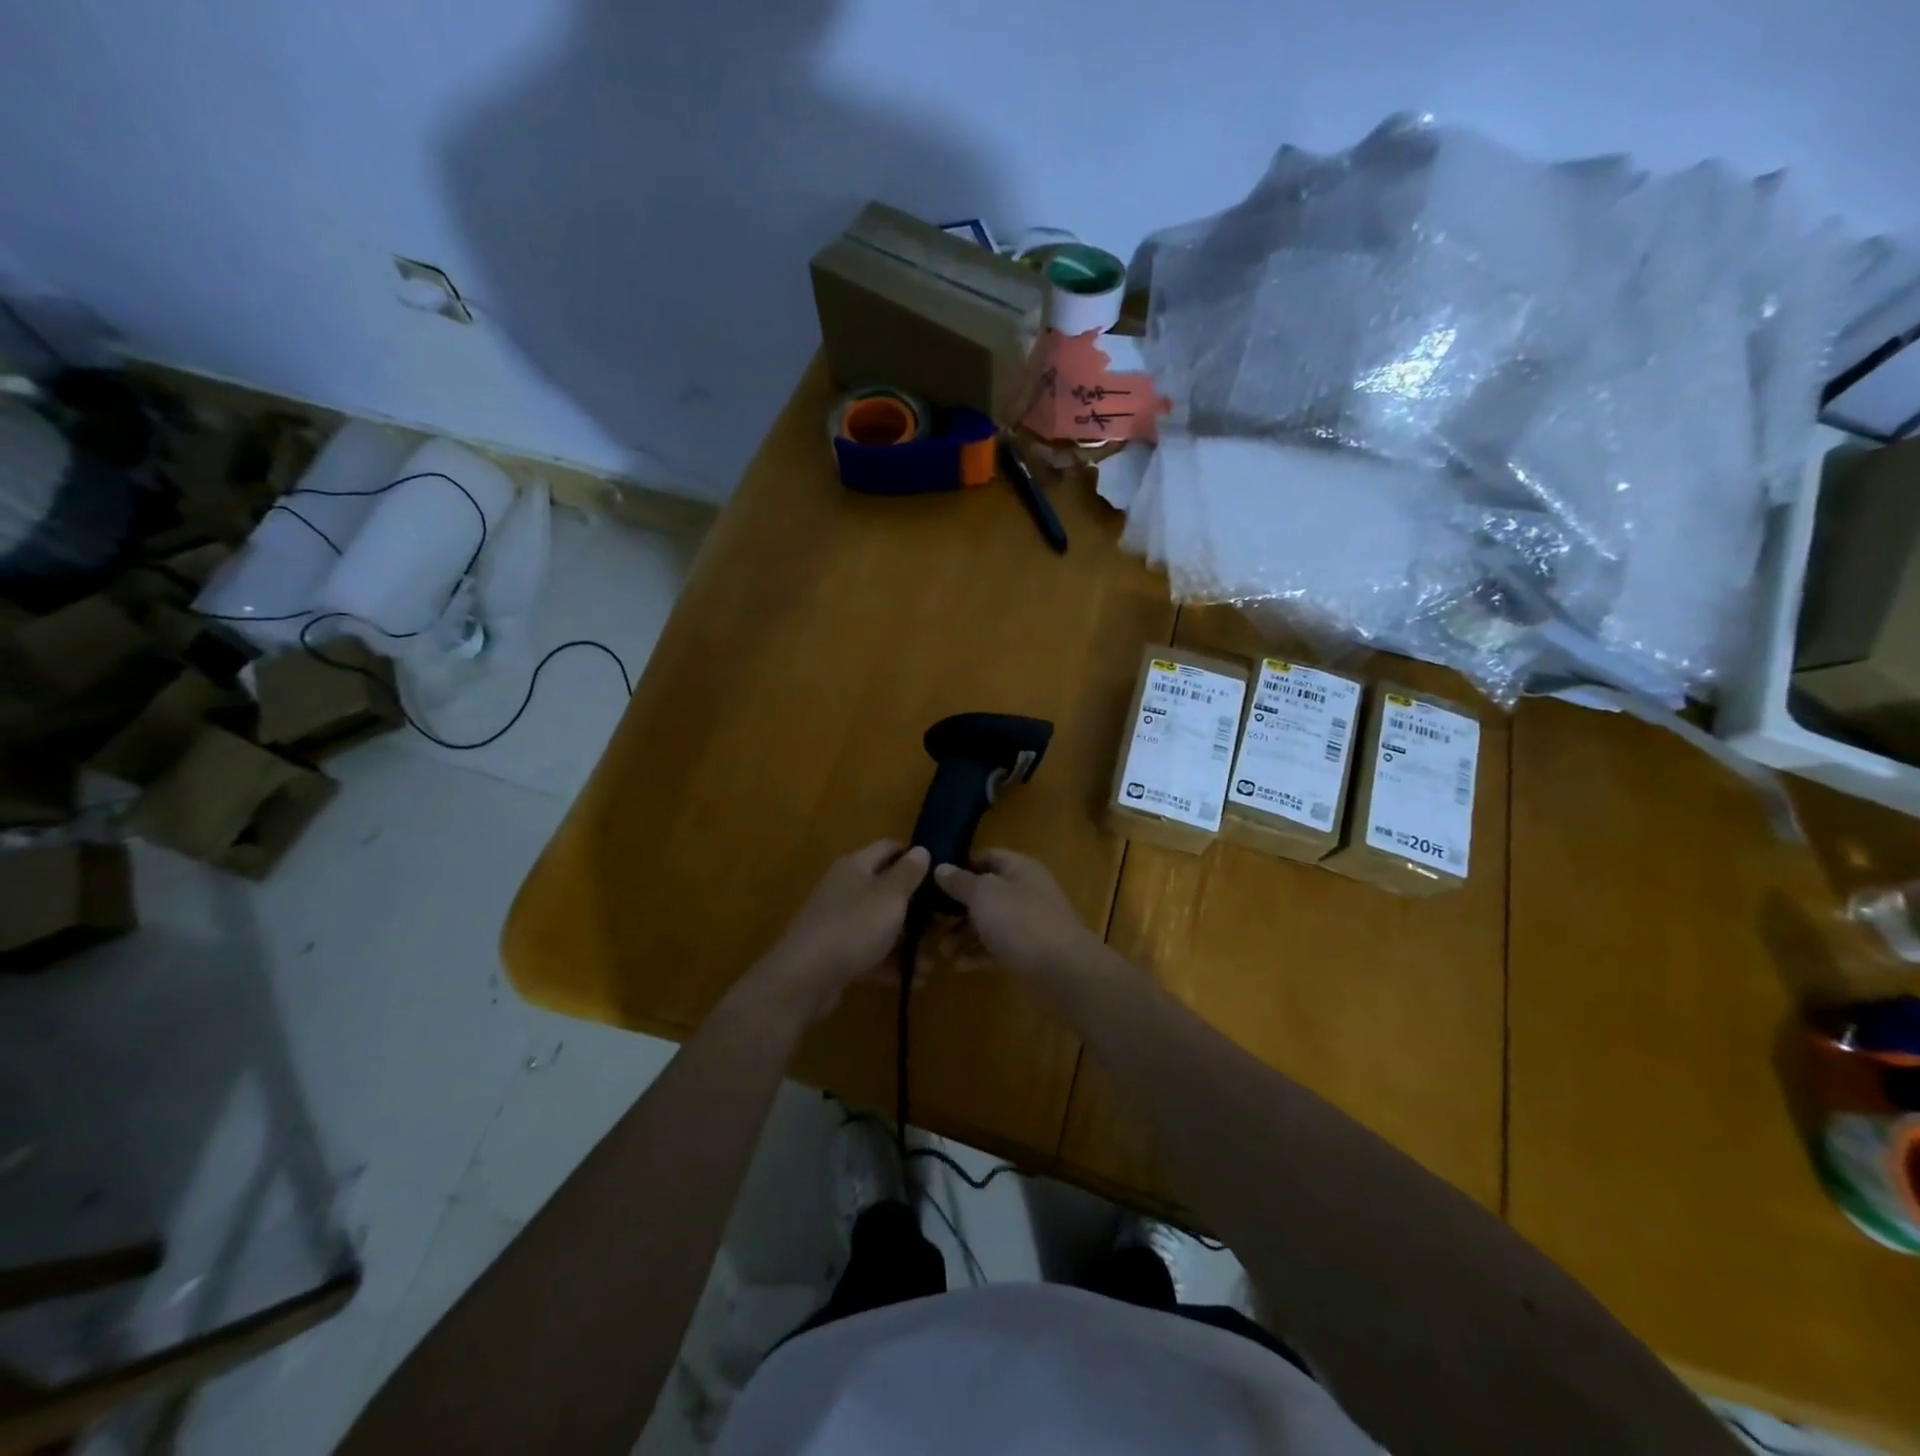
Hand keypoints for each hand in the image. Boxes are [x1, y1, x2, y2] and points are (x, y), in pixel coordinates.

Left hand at [747, 841, 929, 1022]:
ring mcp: (838, 922)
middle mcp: (845, 889)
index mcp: (855, 866)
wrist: (805, 978)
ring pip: (880, 924)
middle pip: (885, 889)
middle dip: (915, 906)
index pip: (888, 848)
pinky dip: (891, 963)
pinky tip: (915, 979)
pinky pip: (870, 952)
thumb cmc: (854, 926)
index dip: (913, 855)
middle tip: (944, 920)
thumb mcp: (890, 896)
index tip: (940, 870)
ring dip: (907, 940)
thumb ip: (908, 873)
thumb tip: (921, 849)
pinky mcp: (836, 953)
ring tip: (933, 959)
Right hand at [931, 849, 1103, 982]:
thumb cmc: (1020, 921)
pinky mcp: (1030, 951)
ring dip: (965, 935)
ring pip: (990, 922)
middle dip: (957, 908)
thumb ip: (960, 882)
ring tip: (943, 951)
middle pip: (986, 893)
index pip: (987, 857)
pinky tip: (960, 966)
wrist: (1064, 970)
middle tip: (932, 922)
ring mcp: (1029, 922)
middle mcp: (1025, 891)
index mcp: (1019, 868)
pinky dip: (979, 954)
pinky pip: (998, 947)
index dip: (961, 866)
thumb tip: (941, 867)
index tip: (935, 881)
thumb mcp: (983, 895)